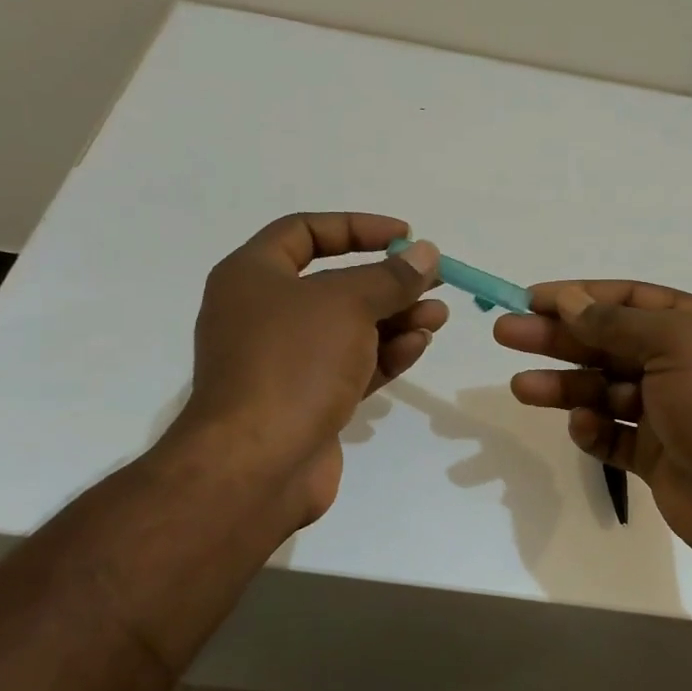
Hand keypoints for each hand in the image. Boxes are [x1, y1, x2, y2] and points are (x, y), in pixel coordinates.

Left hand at [170, 213, 445, 525]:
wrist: (258, 463)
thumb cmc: (294, 362)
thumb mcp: (347, 304)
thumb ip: (390, 277)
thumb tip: (425, 253)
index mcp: (252, 276)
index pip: (305, 231)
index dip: (357, 227)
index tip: (404, 234)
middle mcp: (264, 315)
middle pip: (334, 284)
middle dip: (387, 282)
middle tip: (433, 281)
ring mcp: (286, 362)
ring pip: (349, 329)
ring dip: (396, 319)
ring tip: (439, 316)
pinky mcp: (308, 400)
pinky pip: (352, 366)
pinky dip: (385, 354)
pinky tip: (419, 345)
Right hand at [495, 281, 691, 570]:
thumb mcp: (673, 345)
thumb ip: (616, 323)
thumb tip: (570, 299)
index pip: (630, 300)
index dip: (580, 296)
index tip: (531, 299)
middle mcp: (683, 363)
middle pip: (608, 344)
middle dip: (558, 338)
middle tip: (505, 334)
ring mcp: (669, 412)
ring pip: (605, 391)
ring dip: (565, 386)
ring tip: (521, 387)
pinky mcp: (657, 455)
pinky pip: (615, 435)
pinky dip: (594, 429)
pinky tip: (581, 426)